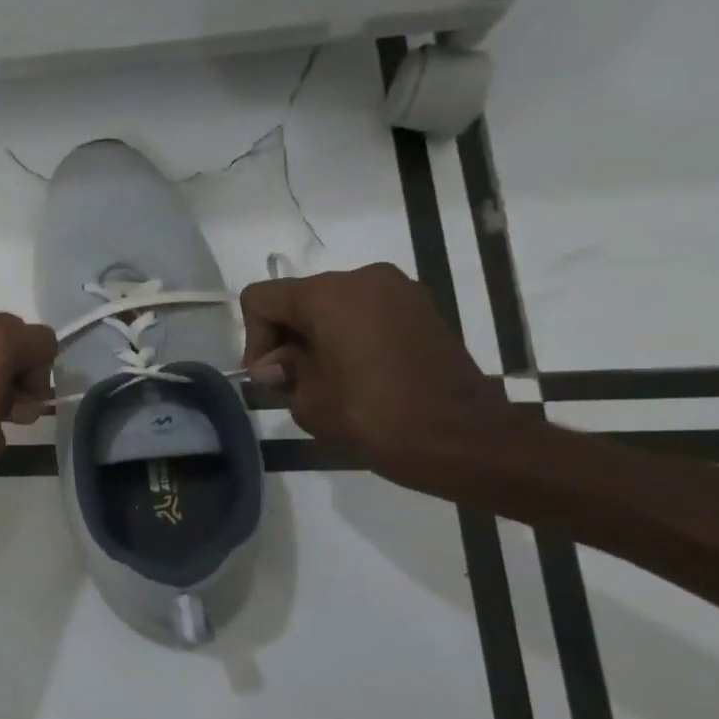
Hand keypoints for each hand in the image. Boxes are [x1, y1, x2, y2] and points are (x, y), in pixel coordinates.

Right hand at [240, 264, 513, 492]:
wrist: (464, 440)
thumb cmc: (374, 417)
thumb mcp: (308, 400)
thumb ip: (283, 371)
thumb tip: (276, 363)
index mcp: (328, 294)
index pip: (261, 299)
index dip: (254, 339)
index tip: (272, 378)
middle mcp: (363, 278)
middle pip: (299, 298)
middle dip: (287, 338)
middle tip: (294, 384)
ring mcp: (400, 291)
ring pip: (334, 306)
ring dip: (320, 338)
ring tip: (329, 382)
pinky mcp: (424, 310)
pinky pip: (368, 314)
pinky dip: (352, 338)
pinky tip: (361, 376)